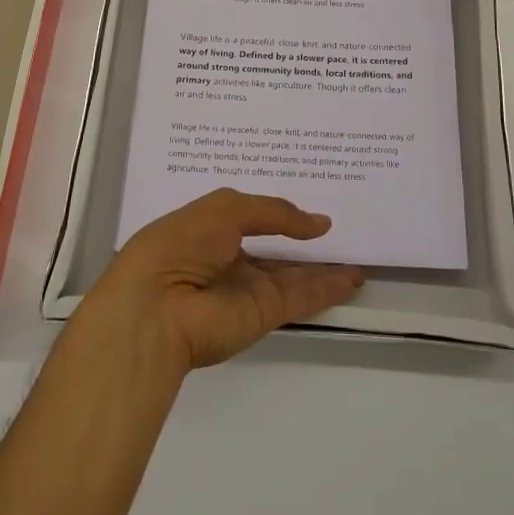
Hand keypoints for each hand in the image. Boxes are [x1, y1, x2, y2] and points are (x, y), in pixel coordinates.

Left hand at [77, 190, 364, 372]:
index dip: (277, 210)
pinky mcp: (263, 314)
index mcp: (210, 228)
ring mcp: (247, 288)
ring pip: (292, 274)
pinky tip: (353, 277)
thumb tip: (318, 223)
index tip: (308, 200)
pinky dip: (327, 288)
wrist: (156, 309)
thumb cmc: (181, 243)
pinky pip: (301, 296)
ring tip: (357, 251)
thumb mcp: (226, 209)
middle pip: (274, 248)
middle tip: (341, 225)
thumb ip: (275, 212)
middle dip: (303, 239)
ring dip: (323, 265)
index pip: (250, 216)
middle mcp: (229, 258)